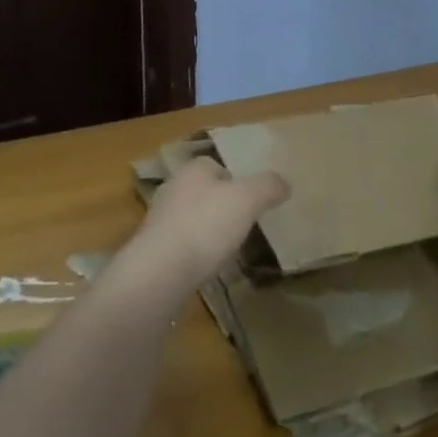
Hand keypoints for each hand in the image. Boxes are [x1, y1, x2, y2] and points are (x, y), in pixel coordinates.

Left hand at [127, 156, 289, 295]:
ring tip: (227, 248)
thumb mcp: (247, 200)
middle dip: (220, 205)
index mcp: (192, 170)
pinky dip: (195, 252)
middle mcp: (172, 189)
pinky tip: (207, 266)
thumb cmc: (206, 225)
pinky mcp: (154, 250)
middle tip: (243, 224)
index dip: (235, 180)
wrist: (161, 271)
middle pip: (203, 191)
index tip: (251, 200)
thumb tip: (283, 183)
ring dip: (207, 230)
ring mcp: (159, 220)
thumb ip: (267, 187)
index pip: (215, 165)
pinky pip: (182, 244)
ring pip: (191, 218)